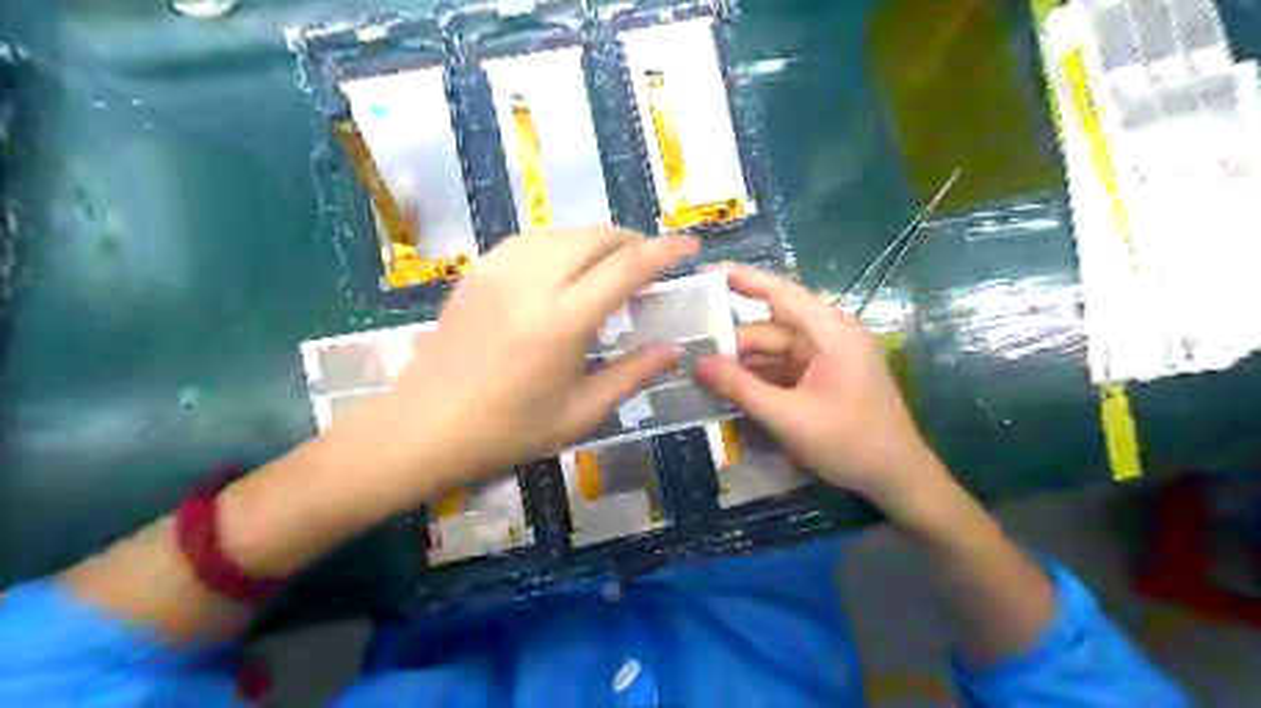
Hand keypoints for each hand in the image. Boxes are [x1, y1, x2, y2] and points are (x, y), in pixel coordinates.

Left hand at [378, 230, 698, 489]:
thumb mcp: (579, 414)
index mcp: (563, 321)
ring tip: (612, 267)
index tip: (690, 247)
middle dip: (632, 242)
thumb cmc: (507, 431)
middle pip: (596, 237)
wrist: (423, 428)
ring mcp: (499, 270)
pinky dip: (562, 246)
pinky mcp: (478, 271)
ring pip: (564, 233)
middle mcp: (532, 281)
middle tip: (650, 265)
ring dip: (597, 242)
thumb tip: (674, 350)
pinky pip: (533, 241)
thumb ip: (631, 375)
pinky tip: (565, 270)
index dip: (665, 252)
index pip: (627, 267)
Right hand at [695, 264, 950, 515]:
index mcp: (831, 332)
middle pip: (772, 328)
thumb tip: (698, 364)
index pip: (780, 293)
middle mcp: (831, 335)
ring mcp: (830, 355)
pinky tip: (733, 387)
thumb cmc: (850, 442)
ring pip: (776, 350)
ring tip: (704, 372)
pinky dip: (762, 376)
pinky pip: (786, 366)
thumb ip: (741, 388)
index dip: (742, 279)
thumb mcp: (788, 417)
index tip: (705, 272)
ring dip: (745, 362)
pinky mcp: (827, 374)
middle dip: (734, 341)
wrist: (898, 477)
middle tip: (692, 353)